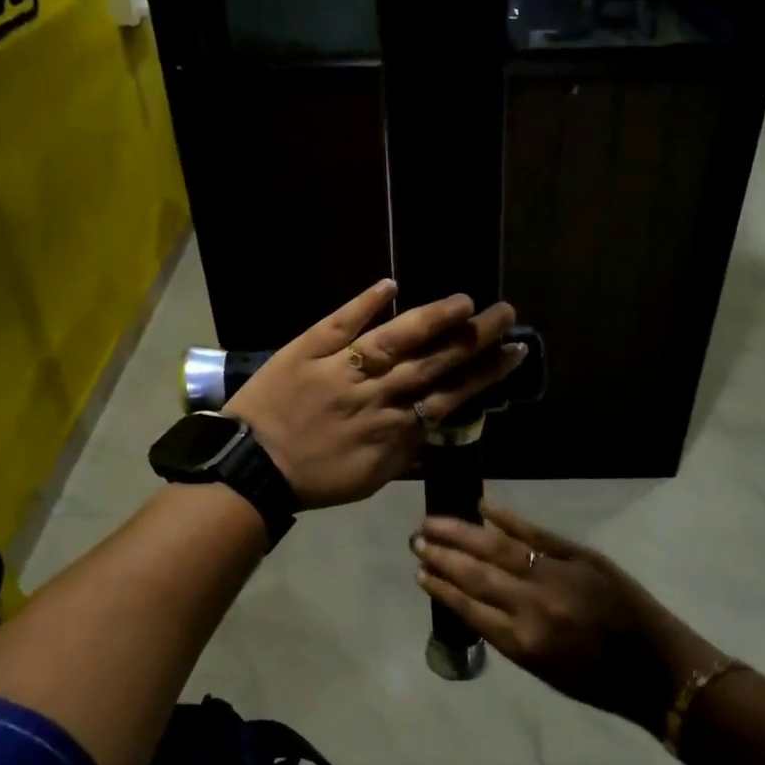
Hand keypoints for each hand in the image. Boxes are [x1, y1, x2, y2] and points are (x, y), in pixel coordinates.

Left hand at [227, 280, 525, 509]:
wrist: (250, 470)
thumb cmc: (312, 479)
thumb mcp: (369, 479)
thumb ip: (406, 453)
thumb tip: (436, 427)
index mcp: (393, 428)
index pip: (449, 396)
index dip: (484, 374)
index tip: (514, 352)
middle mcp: (376, 395)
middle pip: (432, 363)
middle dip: (472, 338)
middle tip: (505, 314)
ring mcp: (341, 369)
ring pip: (395, 341)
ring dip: (432, 319)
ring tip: (465, 301)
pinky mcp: (308, 349)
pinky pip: (339, 323)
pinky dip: (364, 303)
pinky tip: (391, 285)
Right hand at [413, 503, 724, 732]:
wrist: (657, 668)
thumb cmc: (597, 680)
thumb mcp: (543, 668)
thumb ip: (506, 633)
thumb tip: (473, 597)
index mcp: (522, 642)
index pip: (468, 608)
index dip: (441, 588)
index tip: (419, 572)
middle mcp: (533, 606)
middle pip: (476, 573)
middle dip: (442, 556)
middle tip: (416, 539)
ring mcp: (556, 575)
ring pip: (498, 548)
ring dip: (462, 534)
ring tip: (434, 521)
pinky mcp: (579, 555)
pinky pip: (535, 534)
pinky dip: (507, 519)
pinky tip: (483, 508)